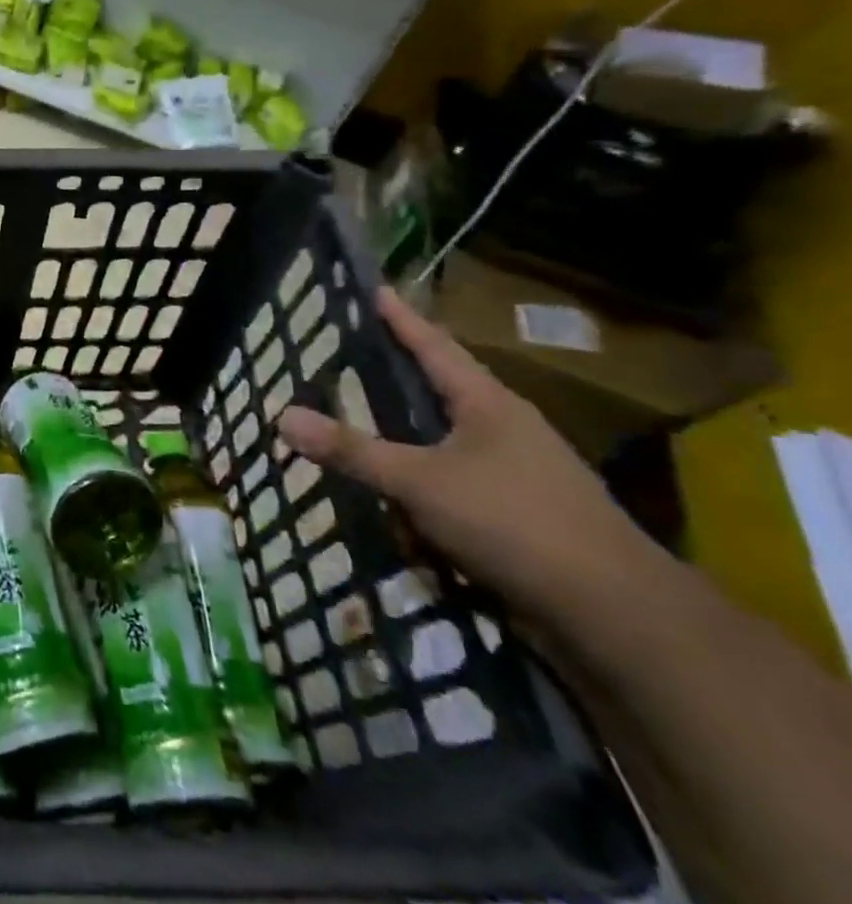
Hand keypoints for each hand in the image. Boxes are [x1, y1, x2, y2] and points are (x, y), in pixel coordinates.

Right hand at [279, 287, 645, 626]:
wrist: (619, 615)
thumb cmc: (516, 523)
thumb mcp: (421, 483)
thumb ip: (352, 451)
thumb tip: (282, 415)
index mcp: (488, 403)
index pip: (433, 345)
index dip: (400, 317)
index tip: (372, 288)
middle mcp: (507, 426)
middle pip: (443, 384)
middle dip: (399, 369)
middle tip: (350, 350)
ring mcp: (521, 470)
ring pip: (449, 434)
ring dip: (408, 427)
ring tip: (363, 415)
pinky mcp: (522, 511)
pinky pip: (456, 476)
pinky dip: (422, 473)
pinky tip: (397, 489)